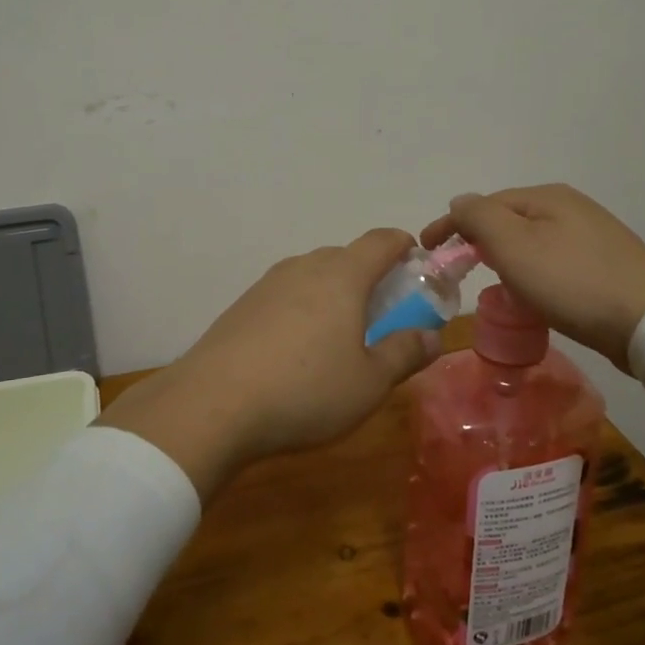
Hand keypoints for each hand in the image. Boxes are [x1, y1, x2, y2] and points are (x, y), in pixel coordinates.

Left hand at [107, 229, 442, 499]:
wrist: (212, 405)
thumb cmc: (306, 391)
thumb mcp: (369, 383)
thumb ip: (404, 354)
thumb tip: (433, 337)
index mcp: (342, 275)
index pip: (382, 240)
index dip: (405, 247)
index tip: (417, 268)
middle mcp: (304, 267)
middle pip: (346, 256)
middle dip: (370, 278)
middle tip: (383, 317)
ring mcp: (267, 284)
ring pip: (313, 276)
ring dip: (334, 295)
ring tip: (339, 338)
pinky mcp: (242, 306)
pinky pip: (286, 296)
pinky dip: (303, 310)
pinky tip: (297, 351)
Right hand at [420, 184, 644, 371]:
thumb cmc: (572, 281)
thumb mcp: (513, 245)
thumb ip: (479, 218)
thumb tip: (460, 202)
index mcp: (546, 197)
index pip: (483, 203)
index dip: (450, 224)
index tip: (426, 249)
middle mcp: (570, 207)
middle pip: (508, 218)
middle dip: (477, 238)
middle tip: (457, 267)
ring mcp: (592, 235)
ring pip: (531, 240)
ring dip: (504, 256)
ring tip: (491, 281)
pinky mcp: (605, 264)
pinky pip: (552, 259)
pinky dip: (531, 270)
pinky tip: (533, 292)